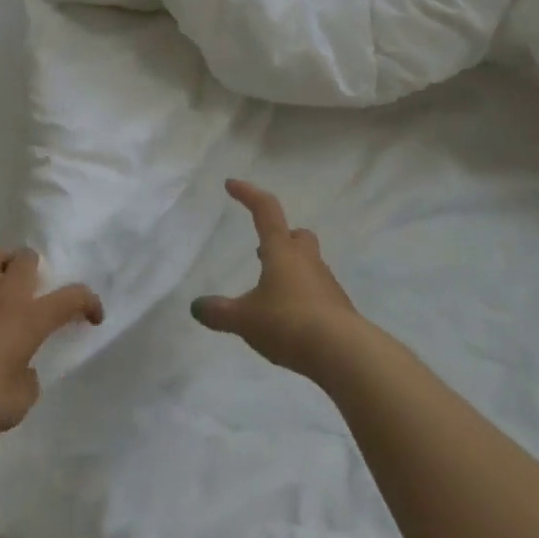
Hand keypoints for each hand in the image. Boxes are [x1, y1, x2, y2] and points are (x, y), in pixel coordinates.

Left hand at [0, 247, 103, 438]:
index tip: (93, 317)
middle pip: (25, 258)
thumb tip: (23, 371)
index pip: (72, 298)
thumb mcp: (20, 401)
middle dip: (33, 267)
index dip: (88, 302)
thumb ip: (27, 381)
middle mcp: (5, 296)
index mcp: (32, 318)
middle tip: (31, 286)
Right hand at [191, 180, 363, 379]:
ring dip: (291, 270)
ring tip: (272, 293)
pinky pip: (317, 292)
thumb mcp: (245, 320)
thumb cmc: (288, 322)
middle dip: (281, 238)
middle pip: (297, 235)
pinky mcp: (338, 308)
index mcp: (281, 250)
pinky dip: (302, 298)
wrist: (343, 352)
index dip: (248, 194)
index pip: (265, 210)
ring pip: (308, 264)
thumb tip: (196, 307)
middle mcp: (306, 260)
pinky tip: (291, 320)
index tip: (231, 185)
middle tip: (263, 252)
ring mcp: (326, 283)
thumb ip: (219, 312)